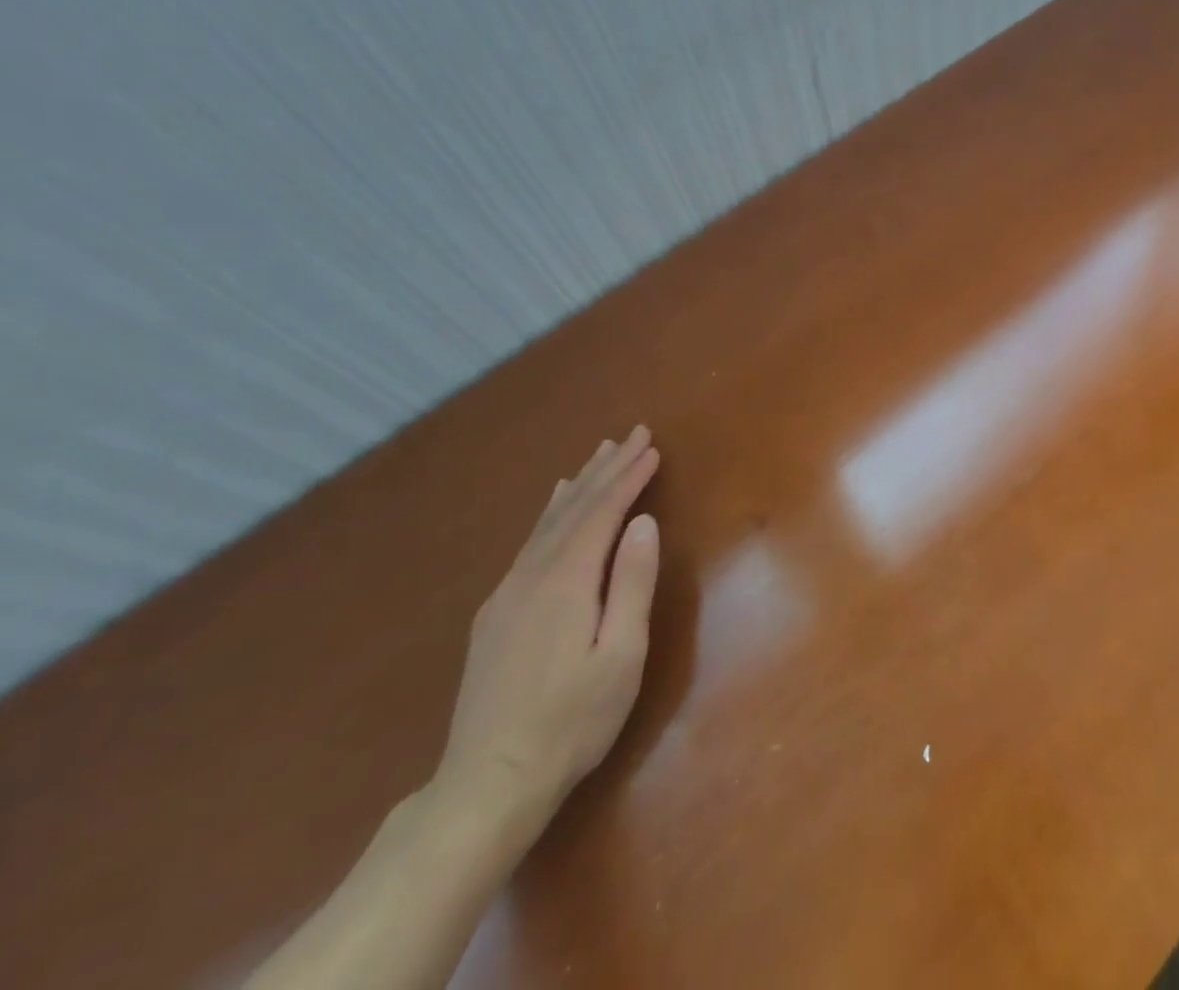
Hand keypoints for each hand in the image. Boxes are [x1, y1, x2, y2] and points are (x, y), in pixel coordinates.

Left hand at [433, 426, 662, 836]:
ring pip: (548, 522)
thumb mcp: (621, 656)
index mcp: (567, 582)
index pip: (603, 513)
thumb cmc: (572, 721)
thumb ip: (633, 585)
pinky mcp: (495, 613)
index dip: (629, 477)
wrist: (487, 783)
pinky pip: (530, 542)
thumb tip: (644, 523)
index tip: (653, 448)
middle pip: (575, 508)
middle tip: (634, 433)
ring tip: (598, 454)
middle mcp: (533, 575)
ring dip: (579, 484)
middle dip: (607, 468)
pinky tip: (555, 506)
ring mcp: (507, 593)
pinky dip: (551, 513)